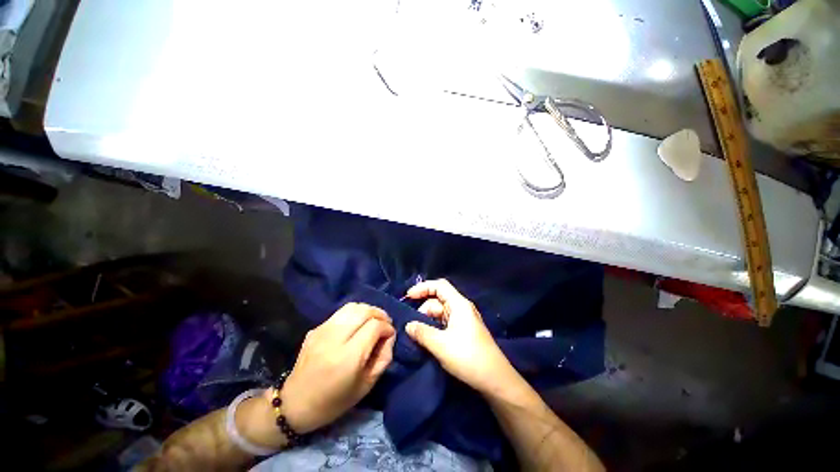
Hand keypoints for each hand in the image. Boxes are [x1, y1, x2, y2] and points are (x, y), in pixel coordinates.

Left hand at [281, 303, 395, 432]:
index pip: (374, 326)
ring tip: (372, 320)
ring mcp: (322, 331)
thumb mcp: (367, 385)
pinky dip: (354, 314)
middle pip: (364, 311)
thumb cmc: (334, 401)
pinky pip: (340, 313)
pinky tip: (356, 325)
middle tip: (385, 323)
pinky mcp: (315, 328)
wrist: (294, 404)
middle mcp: (334, 339)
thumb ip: (384, 357)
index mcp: (348, 358)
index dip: (387, 327)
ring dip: (367, 310)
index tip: (390, 334)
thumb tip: (389, 335)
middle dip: (379, 314)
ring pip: (352, 306)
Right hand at [404, 279, 514, 393]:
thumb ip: (421, 332)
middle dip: (423, 309)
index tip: (408, 296)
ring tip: (416, 335)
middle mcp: (461, 308)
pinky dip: (434, 328)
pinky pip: (444, 323)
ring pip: (440, 313)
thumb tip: (408, 325)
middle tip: (411, 326)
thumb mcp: (440, 344)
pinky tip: (427, 339)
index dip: (423, 287)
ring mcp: (463, 320)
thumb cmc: (468, 357)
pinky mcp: (464, 332)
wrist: (495, 380)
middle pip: (438, 300)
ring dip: (427, 321)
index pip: (439, 286)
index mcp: (459, 304)